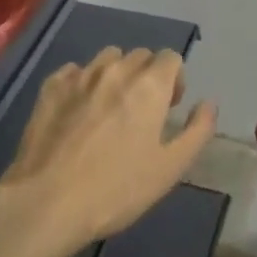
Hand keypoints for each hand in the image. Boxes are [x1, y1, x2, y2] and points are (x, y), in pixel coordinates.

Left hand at [0, 47, 217, 256]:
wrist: (48, 201)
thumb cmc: (117, 189)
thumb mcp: (170, 168)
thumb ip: (197, 131)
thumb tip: (208, 103)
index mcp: (149, 85)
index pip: (170, 57)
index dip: (175, 79)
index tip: (169, 108)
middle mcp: (115, 70)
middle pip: (140, 55)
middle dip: (147, 76)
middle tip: (142, 112)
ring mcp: (79, 75)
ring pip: (107, 58)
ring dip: (116, 74)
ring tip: (110, 108)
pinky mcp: (50, 87)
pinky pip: (74, 71)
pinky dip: (83, 82)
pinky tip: (78, 111)